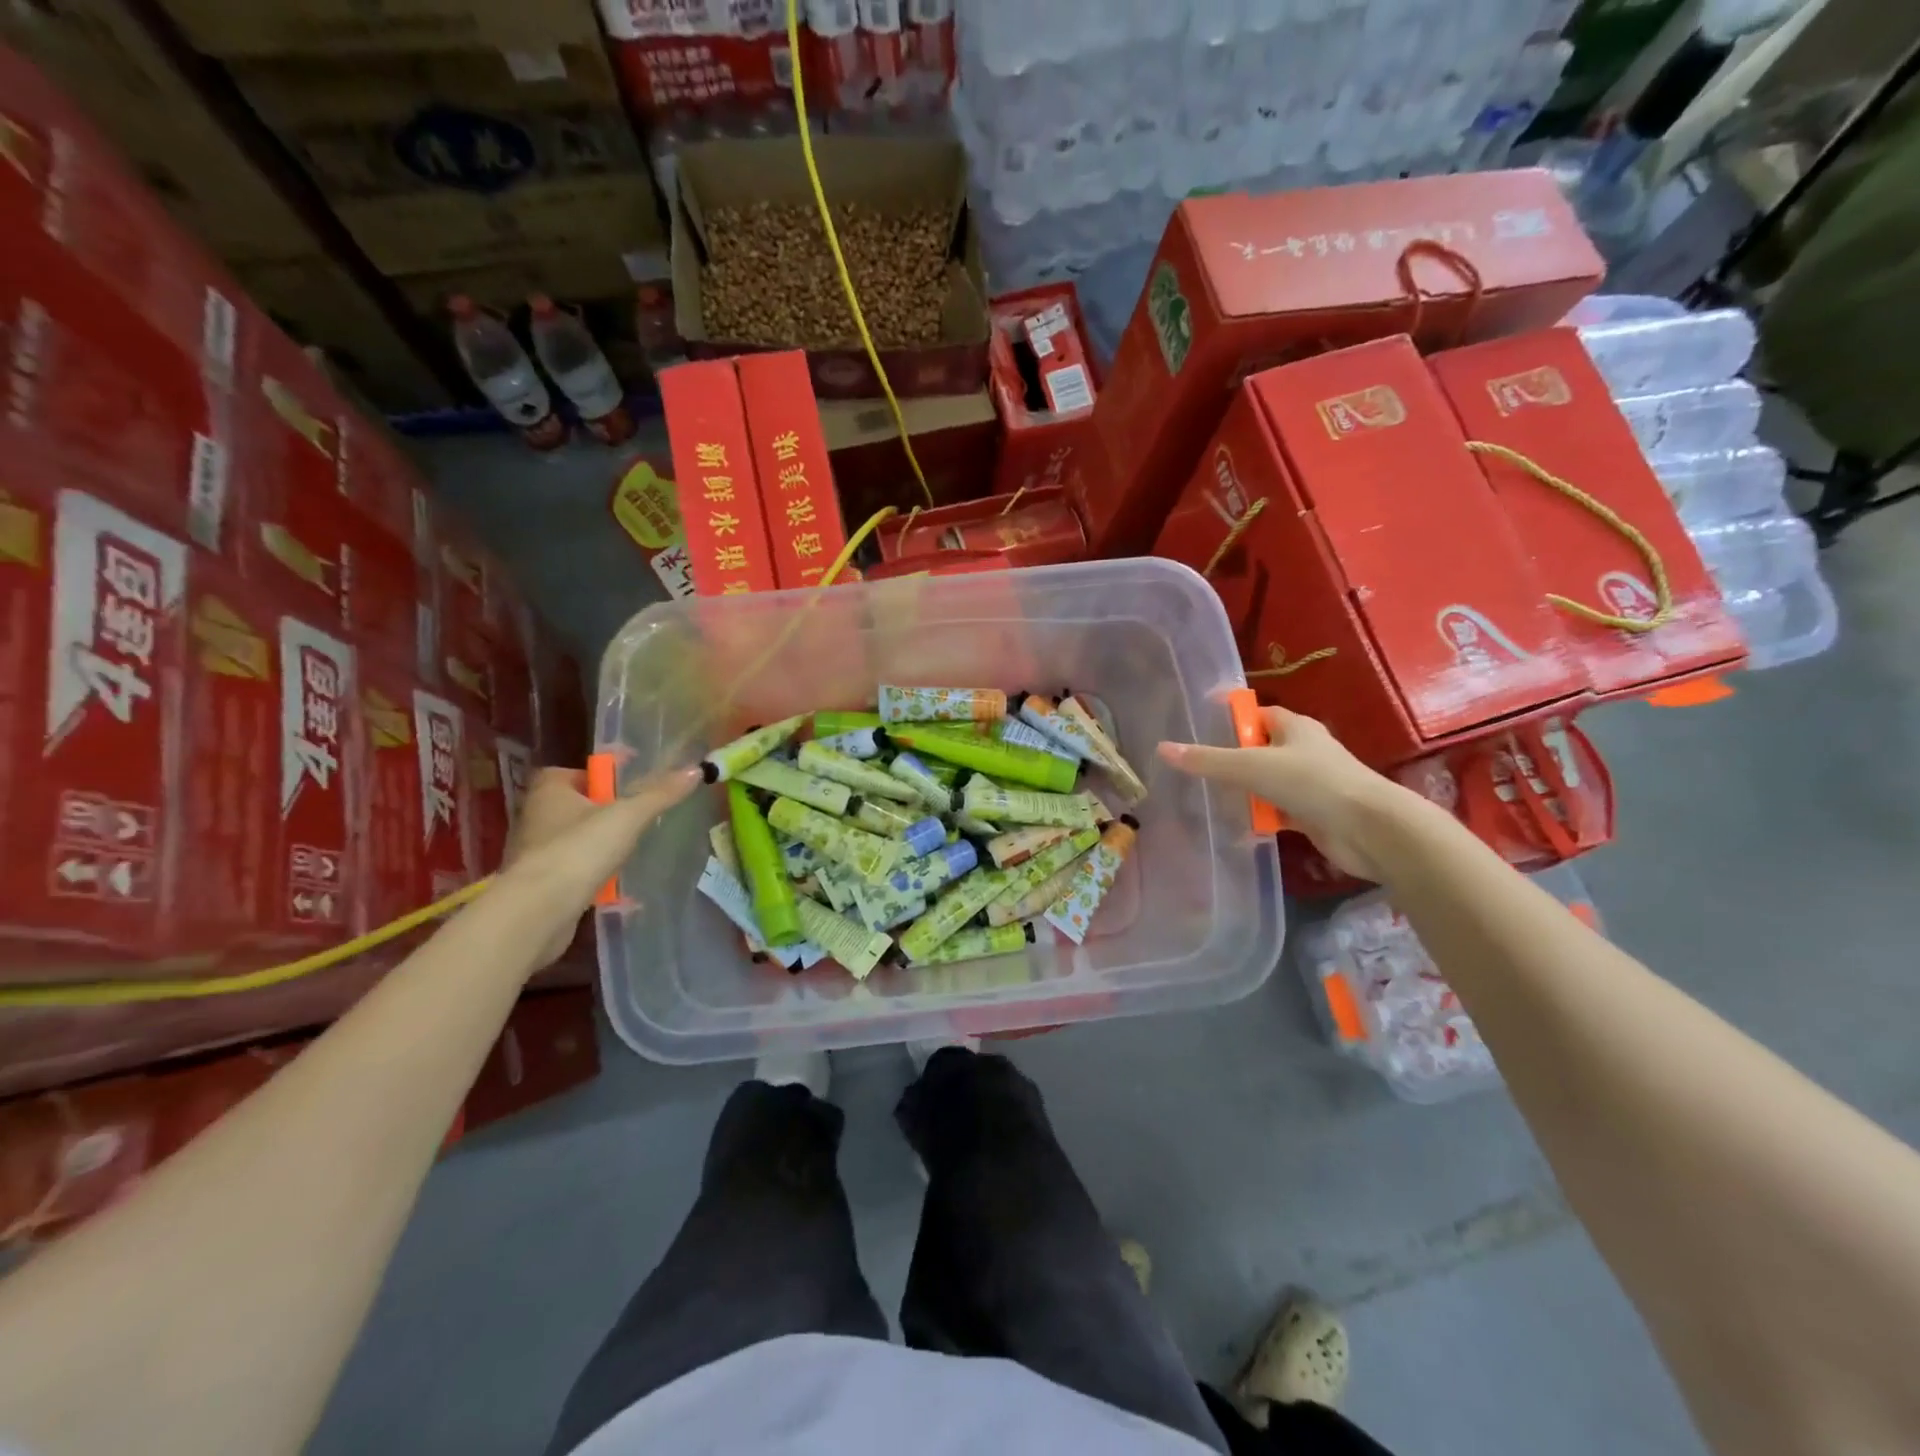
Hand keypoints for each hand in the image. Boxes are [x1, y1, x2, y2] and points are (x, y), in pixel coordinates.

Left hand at [501, 765, 701, 967]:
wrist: (538, 912)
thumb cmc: (579, 850)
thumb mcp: (628, 816)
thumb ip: (660, 793)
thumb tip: (696, 769)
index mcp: (549, 792)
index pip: (569, 772)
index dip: (596, 776)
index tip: (624, 785)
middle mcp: (535, 817)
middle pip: (572, 805)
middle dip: (600, 811)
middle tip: (634, 817)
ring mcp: (533, 853)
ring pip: (570, 839)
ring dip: (594, 843)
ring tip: (628, 849)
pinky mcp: (538, 885)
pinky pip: (569, 869)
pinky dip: (588, 872)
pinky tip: (611, 881)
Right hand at [1157, 708, 1413, 880]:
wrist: (1369, 829)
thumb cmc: (1312, 783)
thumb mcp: (1251, 767)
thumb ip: (1207, 760)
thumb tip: (1162, 749)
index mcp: (1293, 727)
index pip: (1254, 714)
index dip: (1228, 717)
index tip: (1196, 725)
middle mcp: (1302, 750)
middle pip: (1256, 750)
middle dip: (1228, 760)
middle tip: (1193, 770)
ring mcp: (1308, 783)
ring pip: (1264, 783)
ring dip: (1242, 793)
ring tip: (1206, 801)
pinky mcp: (1311, 814)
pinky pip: (1275, 812)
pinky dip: (1258, 818)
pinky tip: (1235, 828)